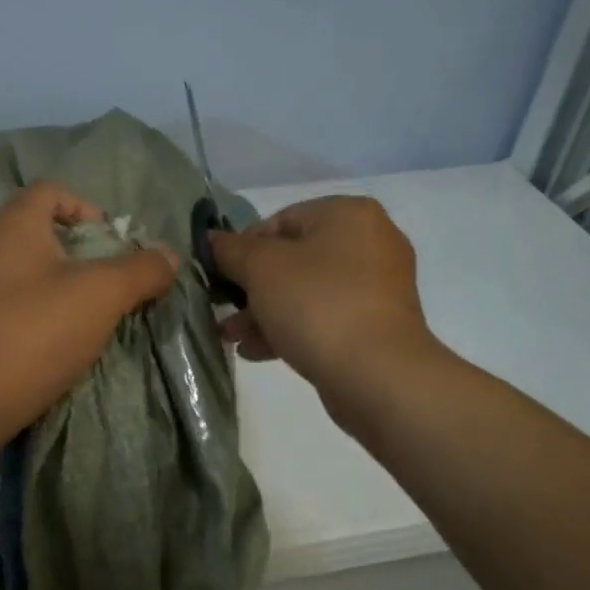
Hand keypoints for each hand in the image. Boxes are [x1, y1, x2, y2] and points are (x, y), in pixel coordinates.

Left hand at [0, 182, 179, 435]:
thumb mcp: (102, 294)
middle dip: (86, 255)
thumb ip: (141, 269)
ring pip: (34, 273)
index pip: (53, 191)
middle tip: (114, 285)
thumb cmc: (35, 331)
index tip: (114, 245)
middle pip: (45, 234)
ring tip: (94, 318)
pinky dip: (45, 316)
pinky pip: (19, 306)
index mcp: (15, 224)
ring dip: (68, 289)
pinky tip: (63, 344)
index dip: (89, 209)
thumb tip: (170, 255)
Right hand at [209, 196, 443, 413]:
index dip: (242, 248)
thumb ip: (230, 249)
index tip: (220, 277)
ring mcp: (377, 287)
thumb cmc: (316, 305)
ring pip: (305, 291)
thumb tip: (212, 240)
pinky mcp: (376, 325)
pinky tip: (256, 352)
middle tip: (221, 309)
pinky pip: (323, 318)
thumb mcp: (260, 268)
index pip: (279, 220)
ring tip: (231, 337)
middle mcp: (370, 242)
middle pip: (292, 258)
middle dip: (251, 287)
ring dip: (264, 312)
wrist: (377, 375)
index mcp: (348, 214)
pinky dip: (290, 329)